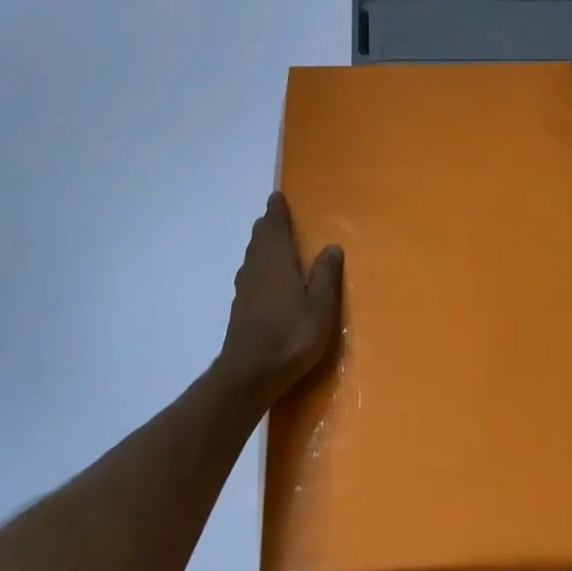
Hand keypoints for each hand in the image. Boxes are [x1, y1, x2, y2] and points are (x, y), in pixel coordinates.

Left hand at [217, 193, 343, 400]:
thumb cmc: (291, 335)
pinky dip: (257, 264)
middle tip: (275, 215)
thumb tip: (331, 246)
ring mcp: (245, 288)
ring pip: (252, 255)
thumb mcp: (320, 306)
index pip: (275, 226)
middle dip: (268, 225)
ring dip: (261, 244)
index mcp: (277, 260)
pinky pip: (250, 273)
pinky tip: (263, 276)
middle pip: (260, 238)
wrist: (250, 373)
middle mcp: (257, 267)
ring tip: (269, 240)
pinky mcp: (240, 307)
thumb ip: (326, 275)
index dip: (277, 211)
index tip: (277, 197)